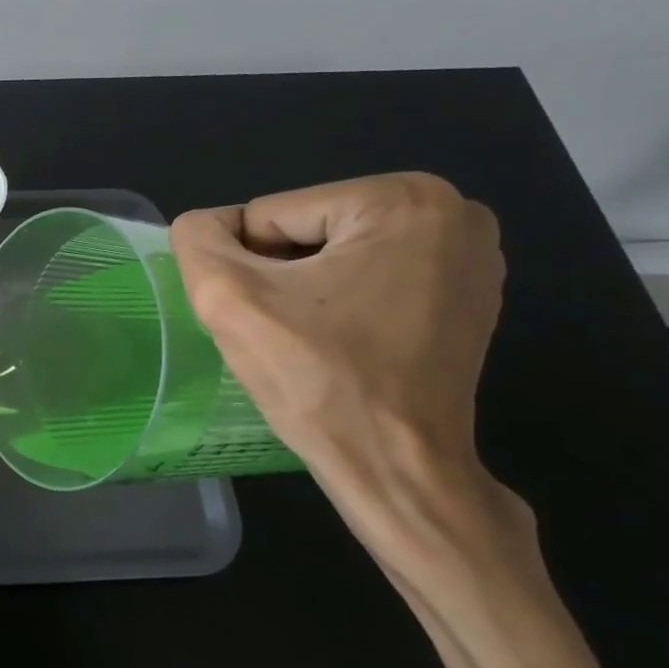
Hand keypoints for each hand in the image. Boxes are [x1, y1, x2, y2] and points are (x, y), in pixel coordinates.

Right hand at [169, 173, 536, 591]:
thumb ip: (197, 239)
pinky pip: (370, 277)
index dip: (248, 269)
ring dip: (307, 291)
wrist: (397, 469)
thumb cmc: (317, 380)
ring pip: (335, 253)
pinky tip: (345, 344)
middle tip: (288, 334)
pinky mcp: (470, 294)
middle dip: (281, 277)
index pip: (270, 215)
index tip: (268, 319)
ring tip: (315, 341)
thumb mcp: (227, 298)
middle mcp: (452, 211)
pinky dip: (343, 304)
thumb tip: (206, 226)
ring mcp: (471, 254)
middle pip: (306, 230)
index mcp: (400, 198)